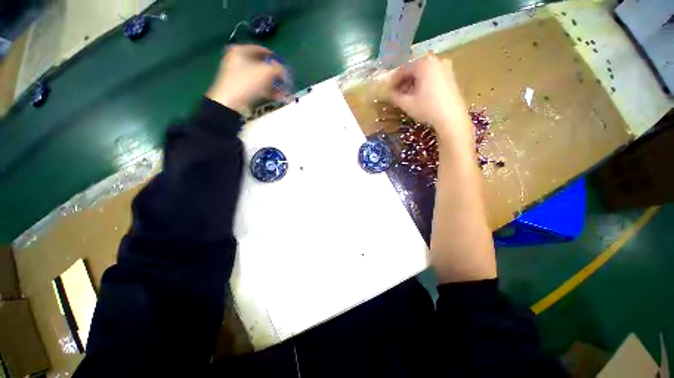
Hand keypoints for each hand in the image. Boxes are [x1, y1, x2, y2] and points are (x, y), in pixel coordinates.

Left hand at [206, 45, 285, 114]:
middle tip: (283, 80)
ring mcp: (238, 75)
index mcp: (240, 50)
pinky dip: (266, 91)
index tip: (283, 65)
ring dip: (272, 84)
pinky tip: (276, 96)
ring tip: (282, 91)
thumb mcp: (266, 72)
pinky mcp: (240, 88)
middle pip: (261, 65)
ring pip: (260, 77)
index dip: (274, 57)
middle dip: (274, 74)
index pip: (261, 49)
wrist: (230, 103)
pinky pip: (256, 87)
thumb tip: (283, 70)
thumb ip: (278, 68)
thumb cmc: (247, 82)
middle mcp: (237, 60)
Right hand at [387, 53, 470, 139]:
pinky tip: (420, 95)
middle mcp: (435, 60)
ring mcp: (445, 67)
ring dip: (413, 83)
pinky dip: (423, 83)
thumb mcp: (406, 103)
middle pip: (414, 70)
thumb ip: (394, 96)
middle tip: (397, 94)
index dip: (393, 81)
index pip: (403, 70)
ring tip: (407, 96)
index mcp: (423, 63)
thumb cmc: (427, 108)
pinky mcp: (451, 76)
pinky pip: (432, 76)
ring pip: (423, 73)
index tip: (387, 91)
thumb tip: (388, 94)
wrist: (451, 118)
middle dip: (404, 82)